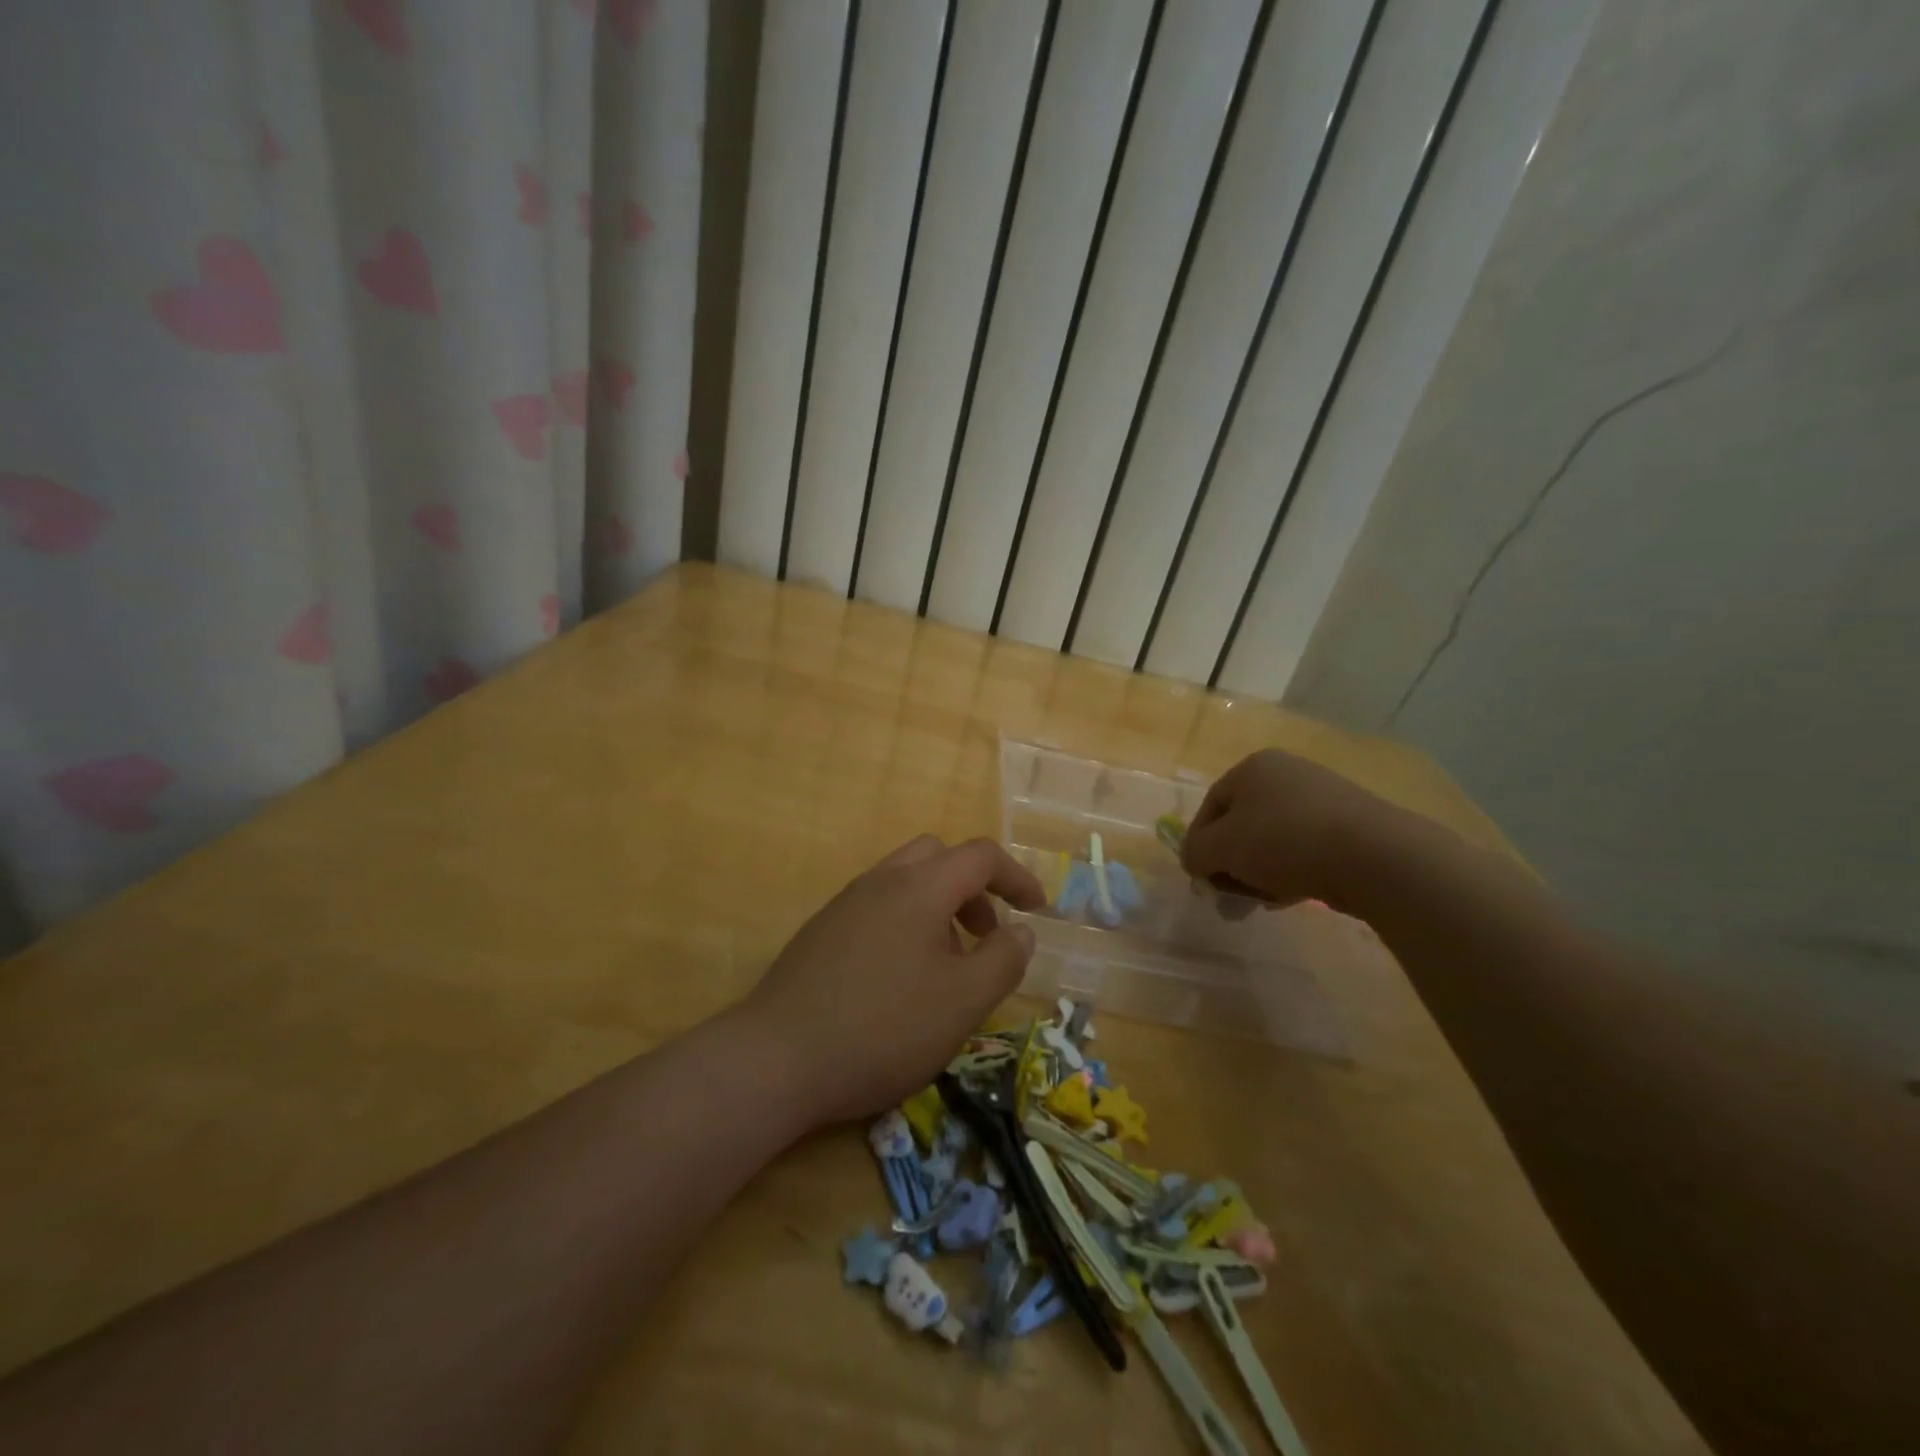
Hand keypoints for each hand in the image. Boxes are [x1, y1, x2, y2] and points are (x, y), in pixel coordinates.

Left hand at [737, 836, 1044, 1127]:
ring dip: (938, 908)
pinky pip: (877, 907)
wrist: (776, 1059)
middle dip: (973, 888)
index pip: (980, 856)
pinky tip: (899, 981)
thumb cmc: (883, 1027)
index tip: (1037, 909)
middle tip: (985, 934)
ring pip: (905, 882)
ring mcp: (844, 905)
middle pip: (938, 856)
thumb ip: (1002, 960)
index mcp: (919, 887)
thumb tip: (1020, 930)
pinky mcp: (821, 933)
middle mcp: (880, 881)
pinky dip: (905, 923)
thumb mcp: (962, 1001)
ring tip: (945, 967)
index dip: (1016, 876)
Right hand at [1181, 749, 1390, 910]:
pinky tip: (1292, 896)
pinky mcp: (1351, 827)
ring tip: (1260, 904)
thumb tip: (1194, 860)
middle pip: (1242, 825)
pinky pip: (1305, 851)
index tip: (1200, 878)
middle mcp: (1287, 774)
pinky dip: (1291, 873)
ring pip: (1273, 841)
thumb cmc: (1284, 840)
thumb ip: (1195, 852)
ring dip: (1258, 874)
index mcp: (1254, 768)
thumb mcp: (1220, 847)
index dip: (1198, 843)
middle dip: (1230, 864)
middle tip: (1228, 897)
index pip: (1211, 806)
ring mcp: (1323, 799)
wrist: (1373, 856)